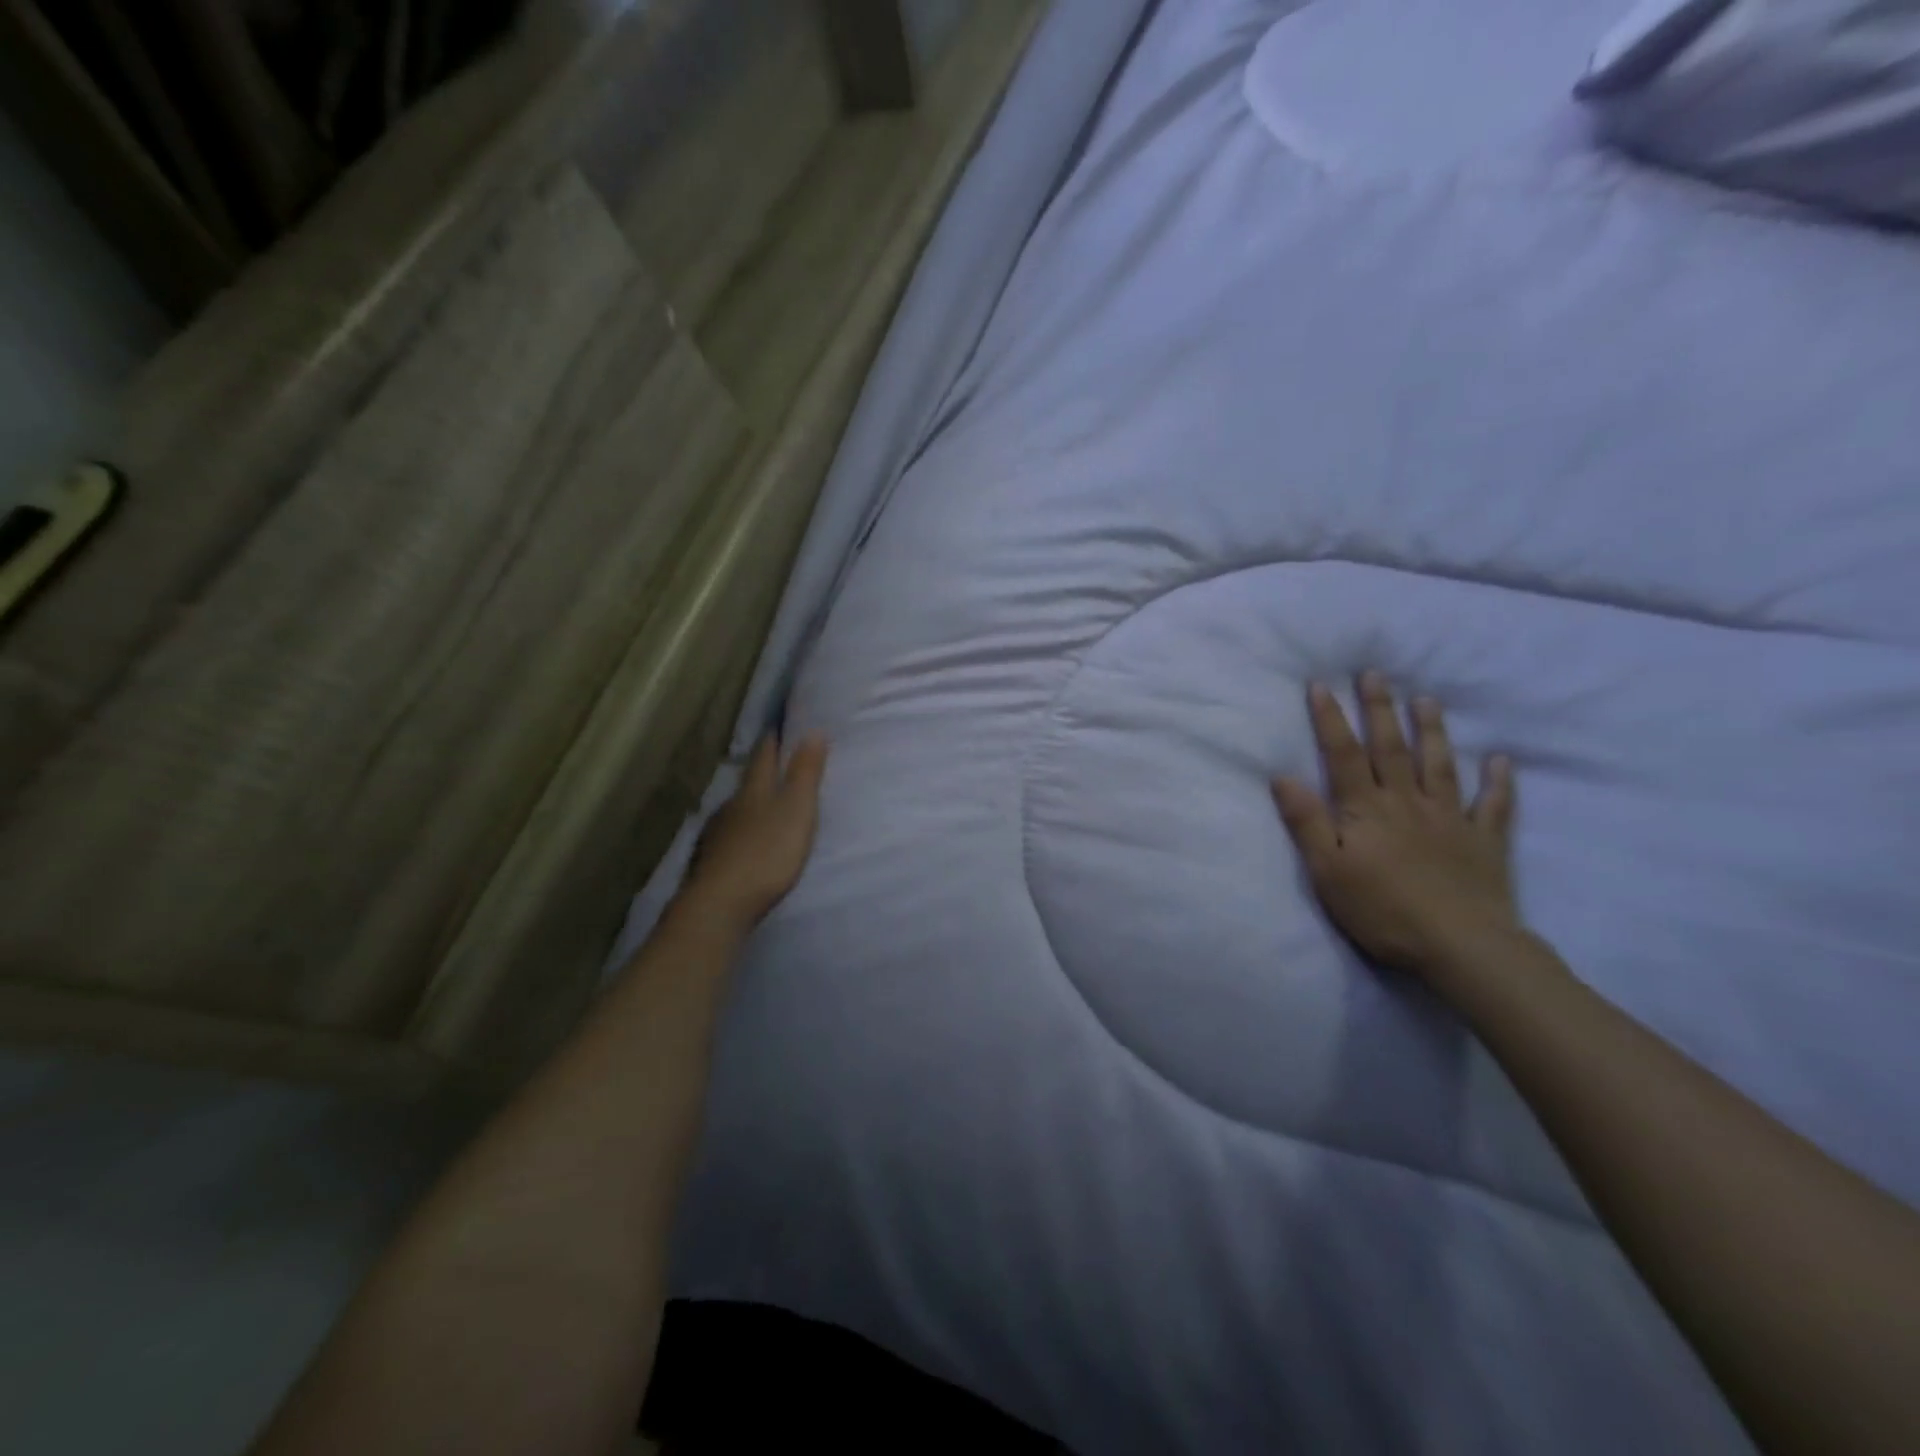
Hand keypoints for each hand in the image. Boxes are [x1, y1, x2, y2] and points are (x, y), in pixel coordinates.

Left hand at [679, 734, 829, 929]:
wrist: (721, 904)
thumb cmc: (767, 853)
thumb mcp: (797, 810)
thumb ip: (805, 773)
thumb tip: (812, 731)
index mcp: (754, 790)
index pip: (764, 757)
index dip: (773, 741)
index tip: (779, 726)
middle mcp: (731, 806)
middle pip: (748, 782)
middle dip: (761, 771)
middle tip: (776, 762)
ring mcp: (718, 835)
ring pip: (737, 809)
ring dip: (750, 803)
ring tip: (765, 804)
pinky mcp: (712, 861)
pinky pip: (730, 836)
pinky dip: (741, 832)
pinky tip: (745, 840)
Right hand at [1271, 674, 1518, 980]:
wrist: (1462, 946)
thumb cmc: (1383, 910)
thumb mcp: (1328, 870)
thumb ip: (1307, 822)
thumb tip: (1283, 776)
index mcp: (1367, 809)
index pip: (1343, 755)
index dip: (1330, 719)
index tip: (1321, 685)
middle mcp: (1407, 802)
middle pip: (1391, 748)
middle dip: (1380, 709)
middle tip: (1376, 673)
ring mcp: (1449, 819)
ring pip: (1439, 765)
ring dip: (1432, 731)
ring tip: (1426, 700)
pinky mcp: (1483, 842)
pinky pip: (1493, 805)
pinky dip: (1498, 782)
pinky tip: (1500, 761)